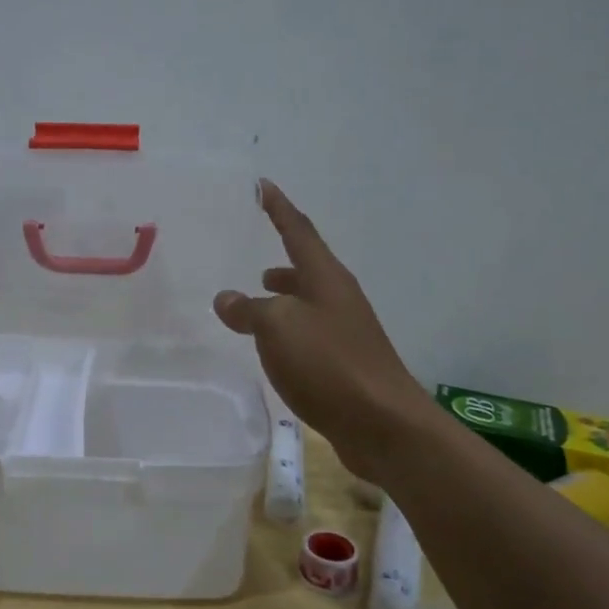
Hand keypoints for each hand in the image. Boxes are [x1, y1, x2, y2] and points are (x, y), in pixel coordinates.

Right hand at [213, 180, 427, 478]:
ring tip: (255, 301)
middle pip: (307, 266)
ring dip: (283, 296)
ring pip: (307, 302)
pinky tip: (273, 348)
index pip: (297, 230)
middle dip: (282, 259)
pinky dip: (287, 330)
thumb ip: (248, 310)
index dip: (278, 207)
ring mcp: (346, 330)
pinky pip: (309, 333)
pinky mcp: (345, 363)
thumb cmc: (329, 363)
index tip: (262, 185)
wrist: (383, 423)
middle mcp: (339, 297)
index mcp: (325, 278)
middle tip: (254, 256)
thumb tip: (226, 298)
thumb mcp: (277, 328)